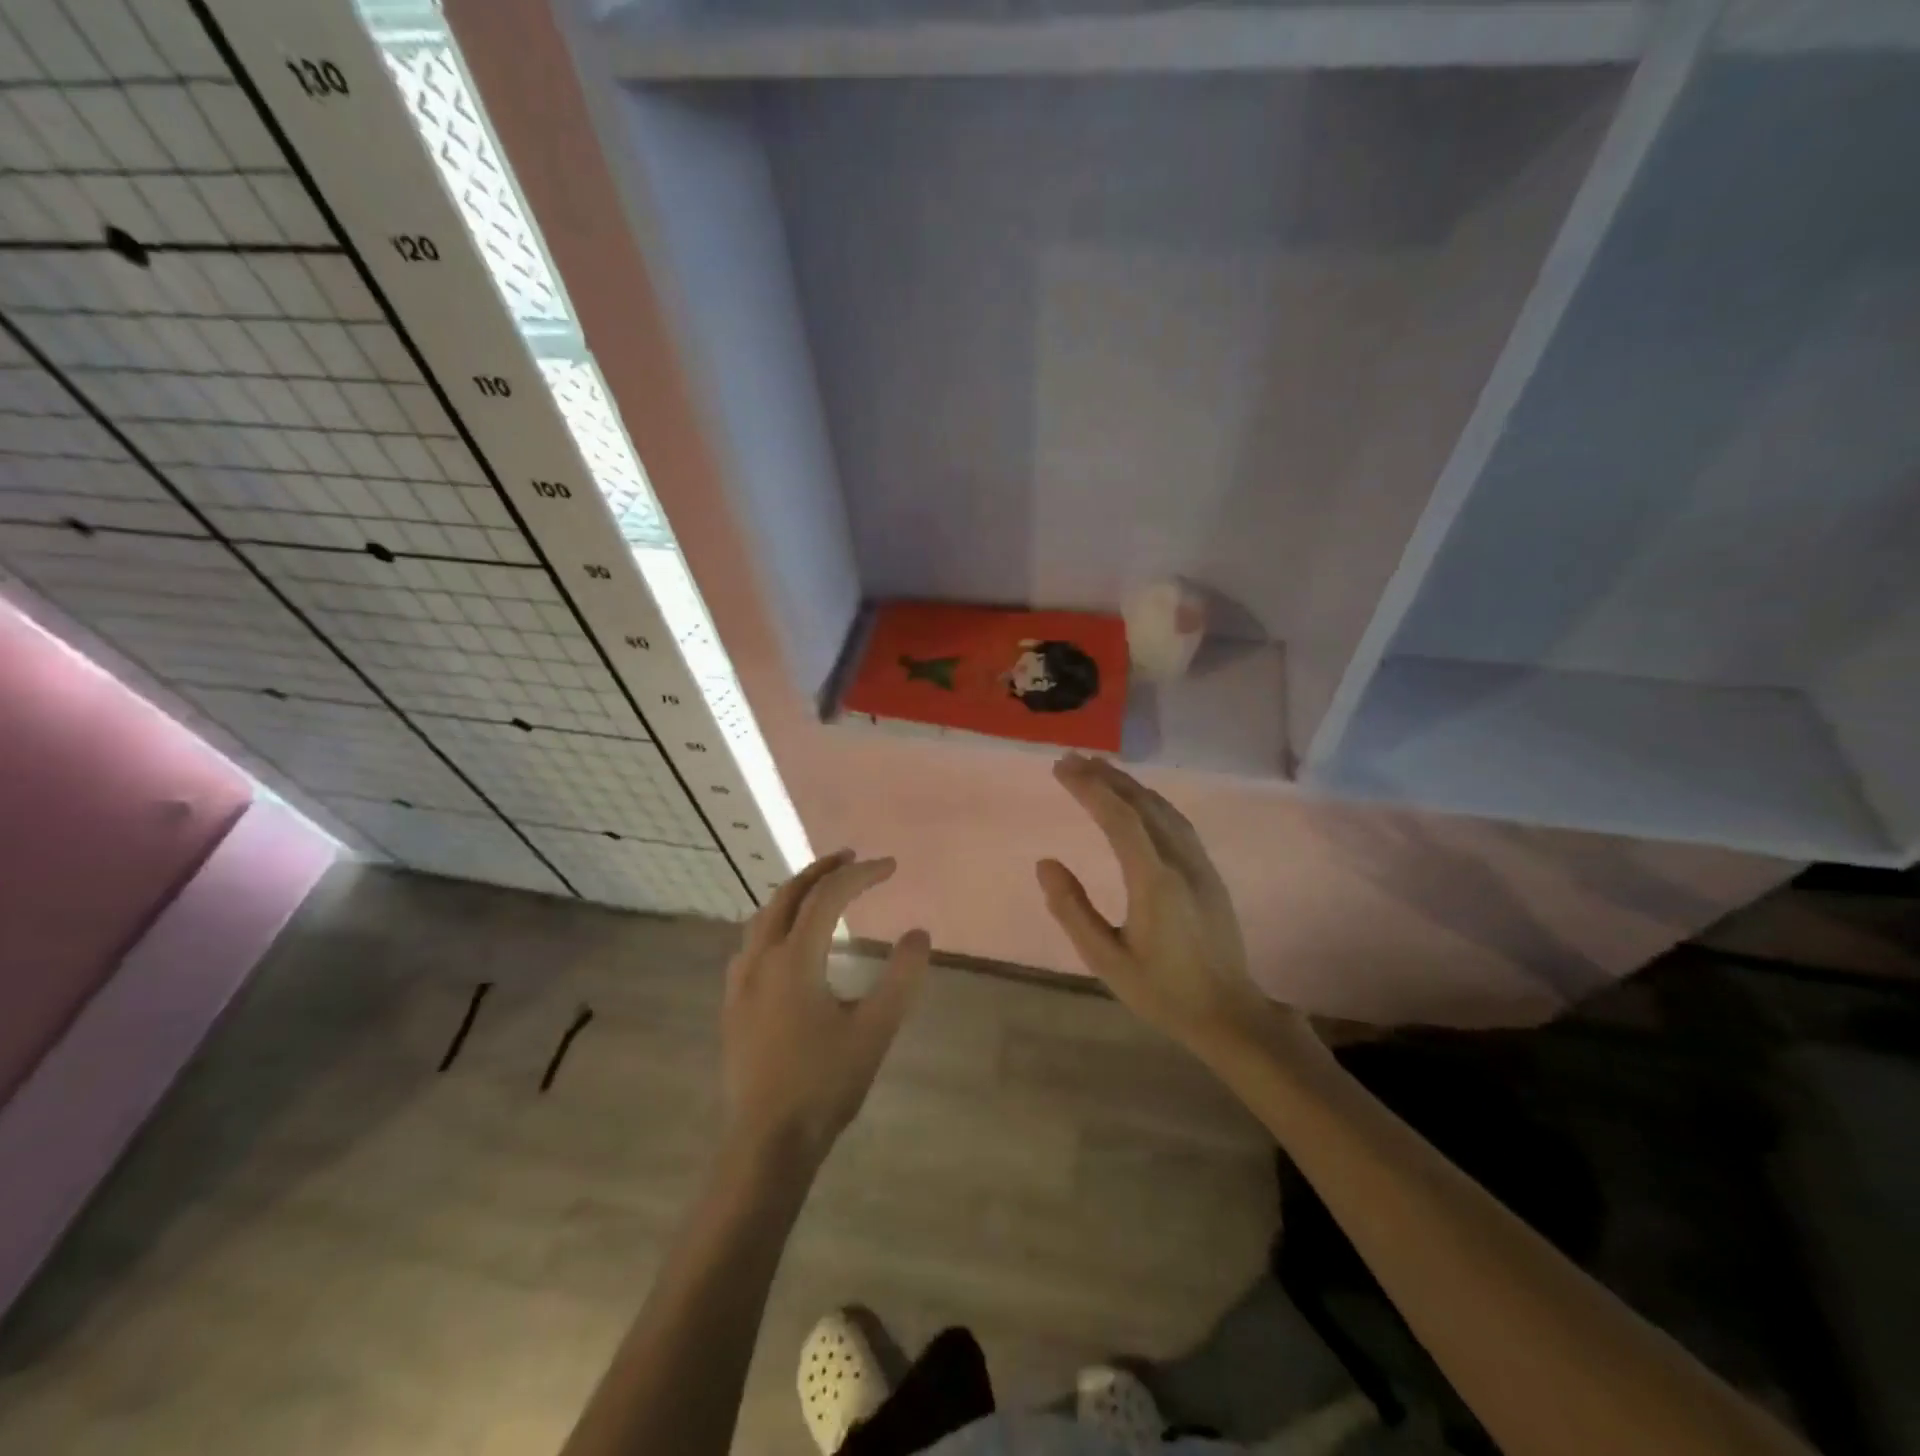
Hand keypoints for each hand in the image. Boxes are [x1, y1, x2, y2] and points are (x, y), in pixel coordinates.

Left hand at [721, 850, 929, 1165]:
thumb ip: (900, 978)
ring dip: (795, 893)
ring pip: (764, 916)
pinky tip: (785, 940)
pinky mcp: (733, 1004)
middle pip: (789, 895)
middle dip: (822, 870)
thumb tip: (919, 934)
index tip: (891, 866)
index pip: (828, 897)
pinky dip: (775, 922)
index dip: (861, 874)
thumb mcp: (875, 1030)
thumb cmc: (825, 1084)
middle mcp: (761, 958)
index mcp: (794, 959)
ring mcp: (740, 981)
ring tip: (821, 888)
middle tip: (851, 857)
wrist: (767, 1142)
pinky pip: (752, 942)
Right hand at [1037, 754, 1300, 1056]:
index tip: (1061, 768)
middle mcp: (1180, 862)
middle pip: (1142, 803)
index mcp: (1155, 882)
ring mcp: (1199, 864)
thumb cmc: (1162, 991)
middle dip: (1105, 776)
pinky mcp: (1208, 871)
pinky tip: (1136, 799)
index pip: (1120, 819)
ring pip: (1162, 807)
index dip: (1090, 789)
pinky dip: (1149, 799)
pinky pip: (1176, 820)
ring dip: (1128, 783)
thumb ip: (1072, 910)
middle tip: (1070, 759)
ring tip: (1096, 769)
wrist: (1228, 1012)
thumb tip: (1046, 863)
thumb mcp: (1106, 960)